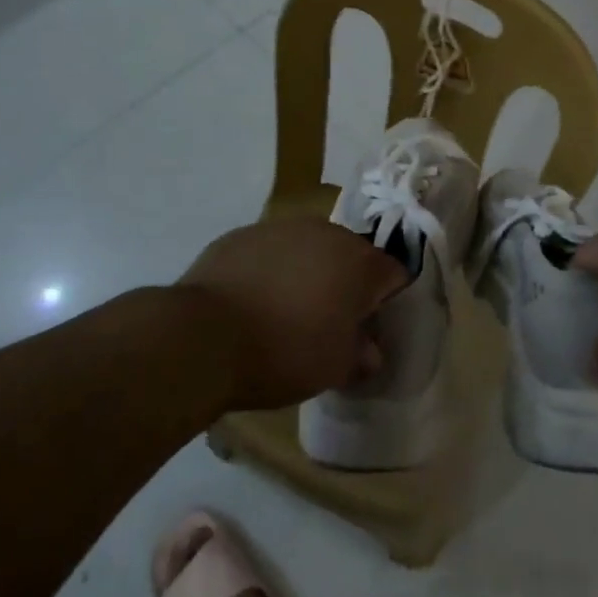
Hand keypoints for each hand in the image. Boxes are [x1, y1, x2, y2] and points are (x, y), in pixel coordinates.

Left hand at [178, 218, 408, 411]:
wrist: (203, 335)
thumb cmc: (284, 352)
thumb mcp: (333, 369)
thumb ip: (361, 356)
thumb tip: (369, 351)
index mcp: (359, 262)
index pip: (394, 274)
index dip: (387, 302)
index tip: (369, 330)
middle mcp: (327, 232)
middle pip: (351, 256)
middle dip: (346, 284)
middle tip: (329, 322)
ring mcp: (282, 228)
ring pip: (309, 248)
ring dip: (308, 273)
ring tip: (286, 311)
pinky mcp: (242, 234)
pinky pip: (271, 251)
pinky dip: (271, 270)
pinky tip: (253, 301)